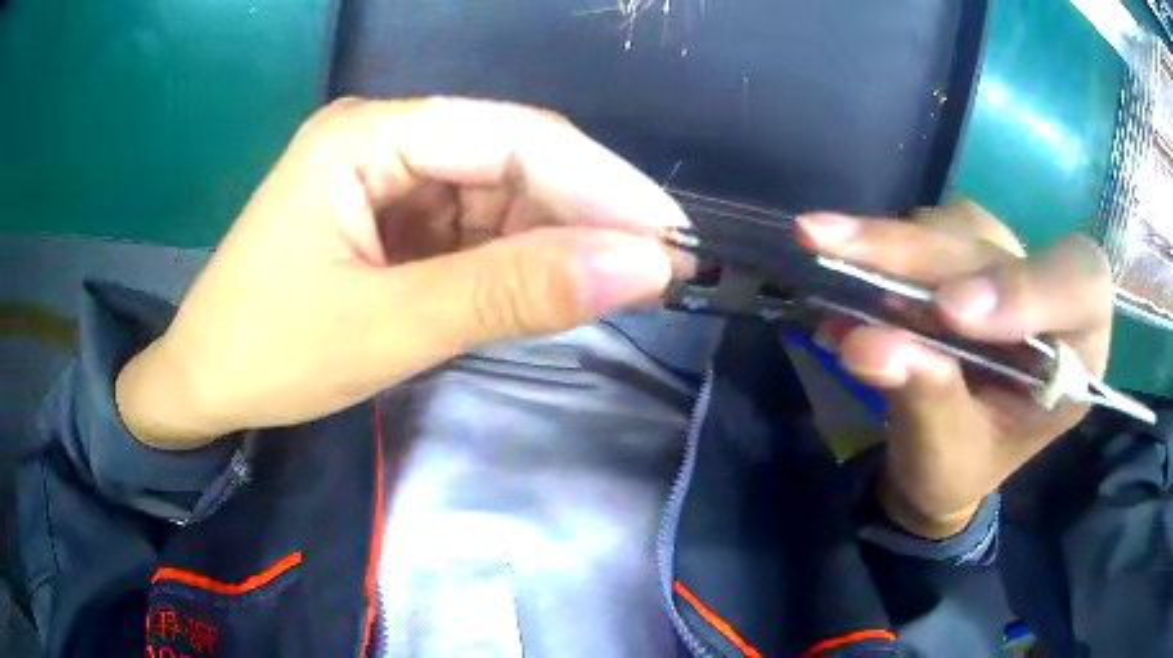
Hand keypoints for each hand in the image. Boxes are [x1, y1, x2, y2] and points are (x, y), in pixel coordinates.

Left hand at [115, 98, 689, 448]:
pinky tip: (552, 284)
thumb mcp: (387, 329)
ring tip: (622, 280)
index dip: (599, 183)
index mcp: (367, 135)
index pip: (509, 138)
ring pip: (498, 194)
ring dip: (557, 238)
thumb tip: (640, 269)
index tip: (670, 235)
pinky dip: (516, 257)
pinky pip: (471, 226)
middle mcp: (382, 138)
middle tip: (660, 266)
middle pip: (509, 159)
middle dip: (586, 212)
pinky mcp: (389, 218)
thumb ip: (510, 294)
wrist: (202, 387)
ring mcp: (386, 178)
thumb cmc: (267, 356)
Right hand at [798, 202, 1112, 537]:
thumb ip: (925, 401)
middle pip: (999, 248)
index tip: (950, 311)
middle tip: (836, 247)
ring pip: (957, 228)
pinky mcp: (964, 253)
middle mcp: (1046, 298)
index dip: (1026, 286)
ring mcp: (1004, 267)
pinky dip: (879, 247)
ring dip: (891, 244)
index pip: (1080, 288)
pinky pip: (927, 230)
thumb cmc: (956, 470)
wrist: (937, 454)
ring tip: (826, 253)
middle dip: (920, 254)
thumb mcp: (944, 458)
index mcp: (1075, 356)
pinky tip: (840, 267)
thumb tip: (867, 345)